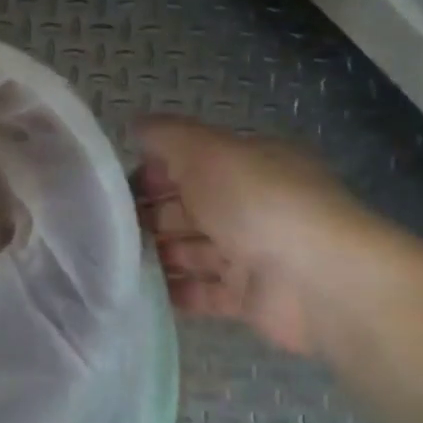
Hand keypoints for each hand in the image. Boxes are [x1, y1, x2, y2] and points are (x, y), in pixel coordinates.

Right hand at [135, 116, 376, 355]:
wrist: (318, 280)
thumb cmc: (258, 203)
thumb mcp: (206, 151)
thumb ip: (166, 136)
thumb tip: (135, 125)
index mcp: (249, 165)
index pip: (191, 163)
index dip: (151, 171)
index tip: (113, 188)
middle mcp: (251, 206)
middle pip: (187, 208)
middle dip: (146, 216)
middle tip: (104, 228)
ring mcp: (251, 253)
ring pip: (190, 250)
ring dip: (154, 254)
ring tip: (112, 260)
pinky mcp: (248, 297)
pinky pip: (201, 292)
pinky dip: (172, 291)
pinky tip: (135, 289)